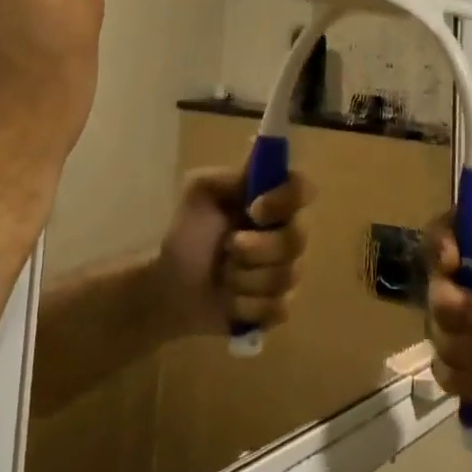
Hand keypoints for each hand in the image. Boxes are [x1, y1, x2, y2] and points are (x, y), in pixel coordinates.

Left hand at [150, 169, 313, 338]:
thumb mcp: (201, 191)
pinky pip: (278, 308)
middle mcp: (286, 232)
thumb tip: (262, 162)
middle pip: (297, 239)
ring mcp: (285, 272)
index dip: (286, 200)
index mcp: (272, 201)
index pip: (303, 189)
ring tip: (223, 275)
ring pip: (287, 276)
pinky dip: (247, 306)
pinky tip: (229, 301)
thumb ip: (233, 176)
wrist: (168, 285)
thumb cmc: (187, 232)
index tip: (254, 209)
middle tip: (228, 247)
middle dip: (258, 248)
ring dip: (245, 278)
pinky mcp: (276, 308)